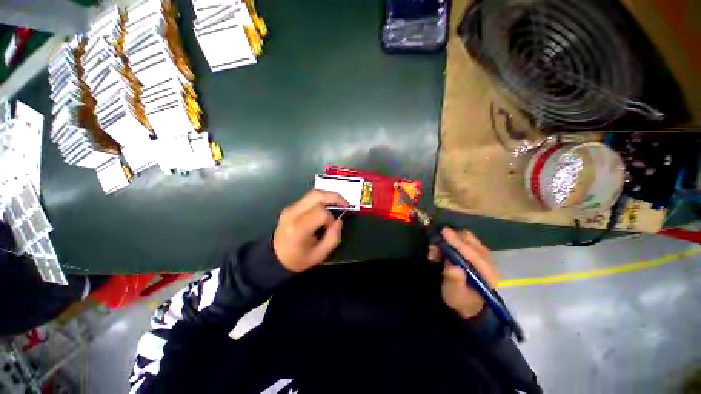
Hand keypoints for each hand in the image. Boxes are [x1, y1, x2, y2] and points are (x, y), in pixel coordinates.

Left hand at [273, 189, 348, 272]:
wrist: (274, 258)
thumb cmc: (297, 259)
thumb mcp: (319, 255)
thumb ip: (333, 237)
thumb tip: (339, 221)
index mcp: (299, 228)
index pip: (321, 212)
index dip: (331, 218)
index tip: (332, 226)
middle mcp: (293, 213)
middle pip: (317, 195)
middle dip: (334, 197)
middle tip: (346, 203)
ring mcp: (290, 208)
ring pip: (313, 193)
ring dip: (329, 195)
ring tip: (339, 203)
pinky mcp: (291, 206)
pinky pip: (309, 197)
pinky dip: (322, 198)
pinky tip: (328, 205)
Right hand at [428, 228, 500, 318]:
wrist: (469, 303)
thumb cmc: (461, 300)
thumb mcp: (455, 294)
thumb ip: (454, 281)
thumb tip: (453, 267)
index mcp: (488, 274)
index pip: (473, 254)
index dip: (457, 242)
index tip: (444, 232)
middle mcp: (488, 260)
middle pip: (471, 241)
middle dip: (451, 239)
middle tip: (434, 246)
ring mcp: (483, 254)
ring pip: (466, 238)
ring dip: (449, 239)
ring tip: (435, 251)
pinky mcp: (476, 251)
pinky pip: (464, 239)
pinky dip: (451, 240)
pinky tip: (442, 249)